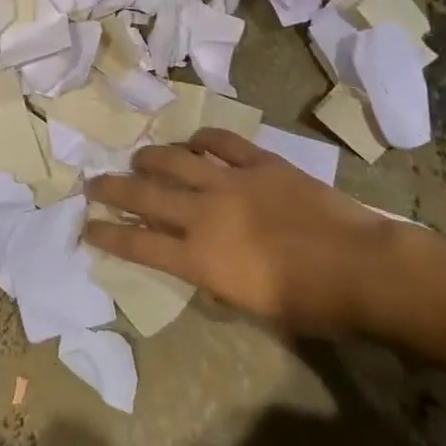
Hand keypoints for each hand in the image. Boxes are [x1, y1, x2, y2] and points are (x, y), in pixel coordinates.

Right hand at [85, 129, 421, 334]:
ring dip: (151, 158)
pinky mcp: (258, 162)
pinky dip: (202, 139)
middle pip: (145, 195)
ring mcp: (230, 181)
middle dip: (112, 189)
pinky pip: (221, 141)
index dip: (108, 234)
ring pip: (175, 160)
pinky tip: (194, 141)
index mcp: (200, 258)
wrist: (358, 267)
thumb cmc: (309, 304)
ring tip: (139, 158)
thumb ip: (216, 280)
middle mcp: (205, 214)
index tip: (86, 226)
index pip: (139, 244)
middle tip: (92, 183)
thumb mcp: (251, 305)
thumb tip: (200, 264)